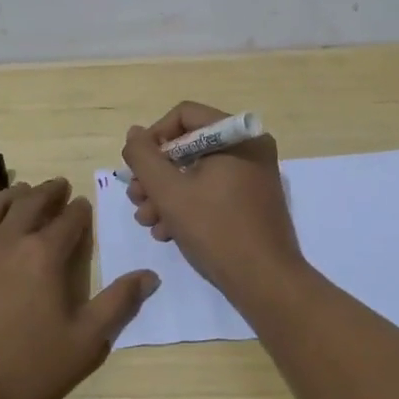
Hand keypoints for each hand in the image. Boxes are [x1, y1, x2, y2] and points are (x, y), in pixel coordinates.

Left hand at [0, 178, 157, 398]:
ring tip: (21, 193)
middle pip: (30, 202)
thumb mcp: (85, 341)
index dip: (79, 210)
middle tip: (58, 186)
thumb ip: (118, 303)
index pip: (68, 220)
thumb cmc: (26, 367)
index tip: (83, 204)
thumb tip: (149, 275)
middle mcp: (7, 240)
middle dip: (49, 192)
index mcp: (44, 254)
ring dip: (11, 196)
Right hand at [121, 101, 303, 295]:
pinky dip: (187, 205)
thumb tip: (134, 133)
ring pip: (197, 171)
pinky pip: (212, 190)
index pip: (184, 116)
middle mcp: (249, 148)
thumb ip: (144, 157)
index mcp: (237, 136)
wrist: (265, 282)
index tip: (136, 168)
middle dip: (156, 174)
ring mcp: (252, 176)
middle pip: (188, 145)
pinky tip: (167, 231)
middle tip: (136, 198)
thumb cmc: (216, 230)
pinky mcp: (251, 200)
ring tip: (147, 220)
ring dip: (166, 194)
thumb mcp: (169, 191)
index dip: (153, 137)